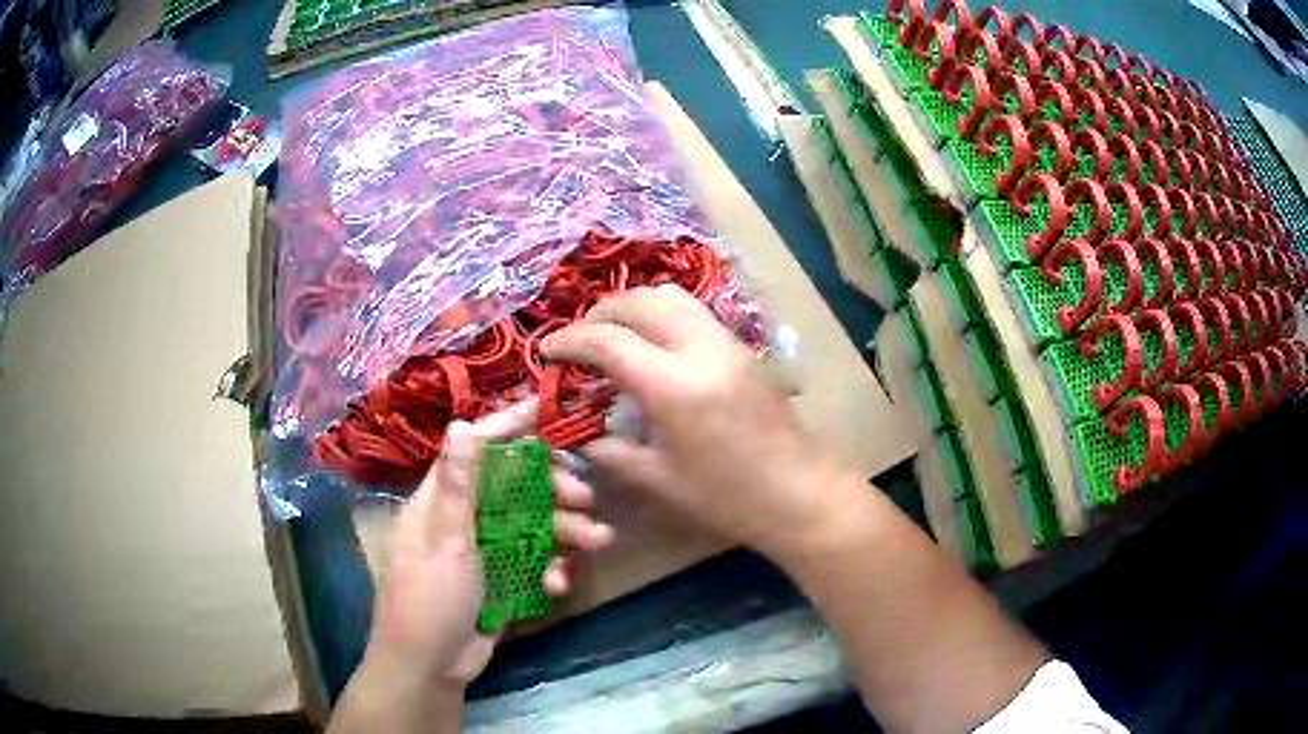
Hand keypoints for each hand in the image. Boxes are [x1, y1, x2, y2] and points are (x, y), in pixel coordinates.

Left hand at [362, 399, 613, 691]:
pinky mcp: (501, 578)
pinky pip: (534, 561)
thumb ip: (458, 487)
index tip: (543, 409)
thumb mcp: (445, 543)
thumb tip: (460, 423)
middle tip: (585, 497)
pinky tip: (559, 584)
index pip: (474, 450)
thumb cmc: (429, 601)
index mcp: (440, 502)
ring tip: (598, 540)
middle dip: (551, 489)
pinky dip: (550, 567)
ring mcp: (485, 550)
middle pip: (513, 487)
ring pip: (531, 525)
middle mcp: (463, 519)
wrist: (430, 667)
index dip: (506, 428)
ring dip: (564, 531)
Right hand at [542, 285, 854, 559]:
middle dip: (597, 315)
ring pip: (668, 296)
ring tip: (611, 335)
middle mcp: (700, 348)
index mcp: (673, 386)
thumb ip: (610, 451)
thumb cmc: (727, 497)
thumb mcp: (657, 480)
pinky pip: (692, 310)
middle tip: (576, 343)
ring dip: (631, 306)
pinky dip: (660, 313)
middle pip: (637, 303)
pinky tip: (651, 344)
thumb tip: (578, 433)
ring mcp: (726, 341)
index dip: (570, 342)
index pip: (608, 341)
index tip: (546, 352)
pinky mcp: (741, 346)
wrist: (799, 492)